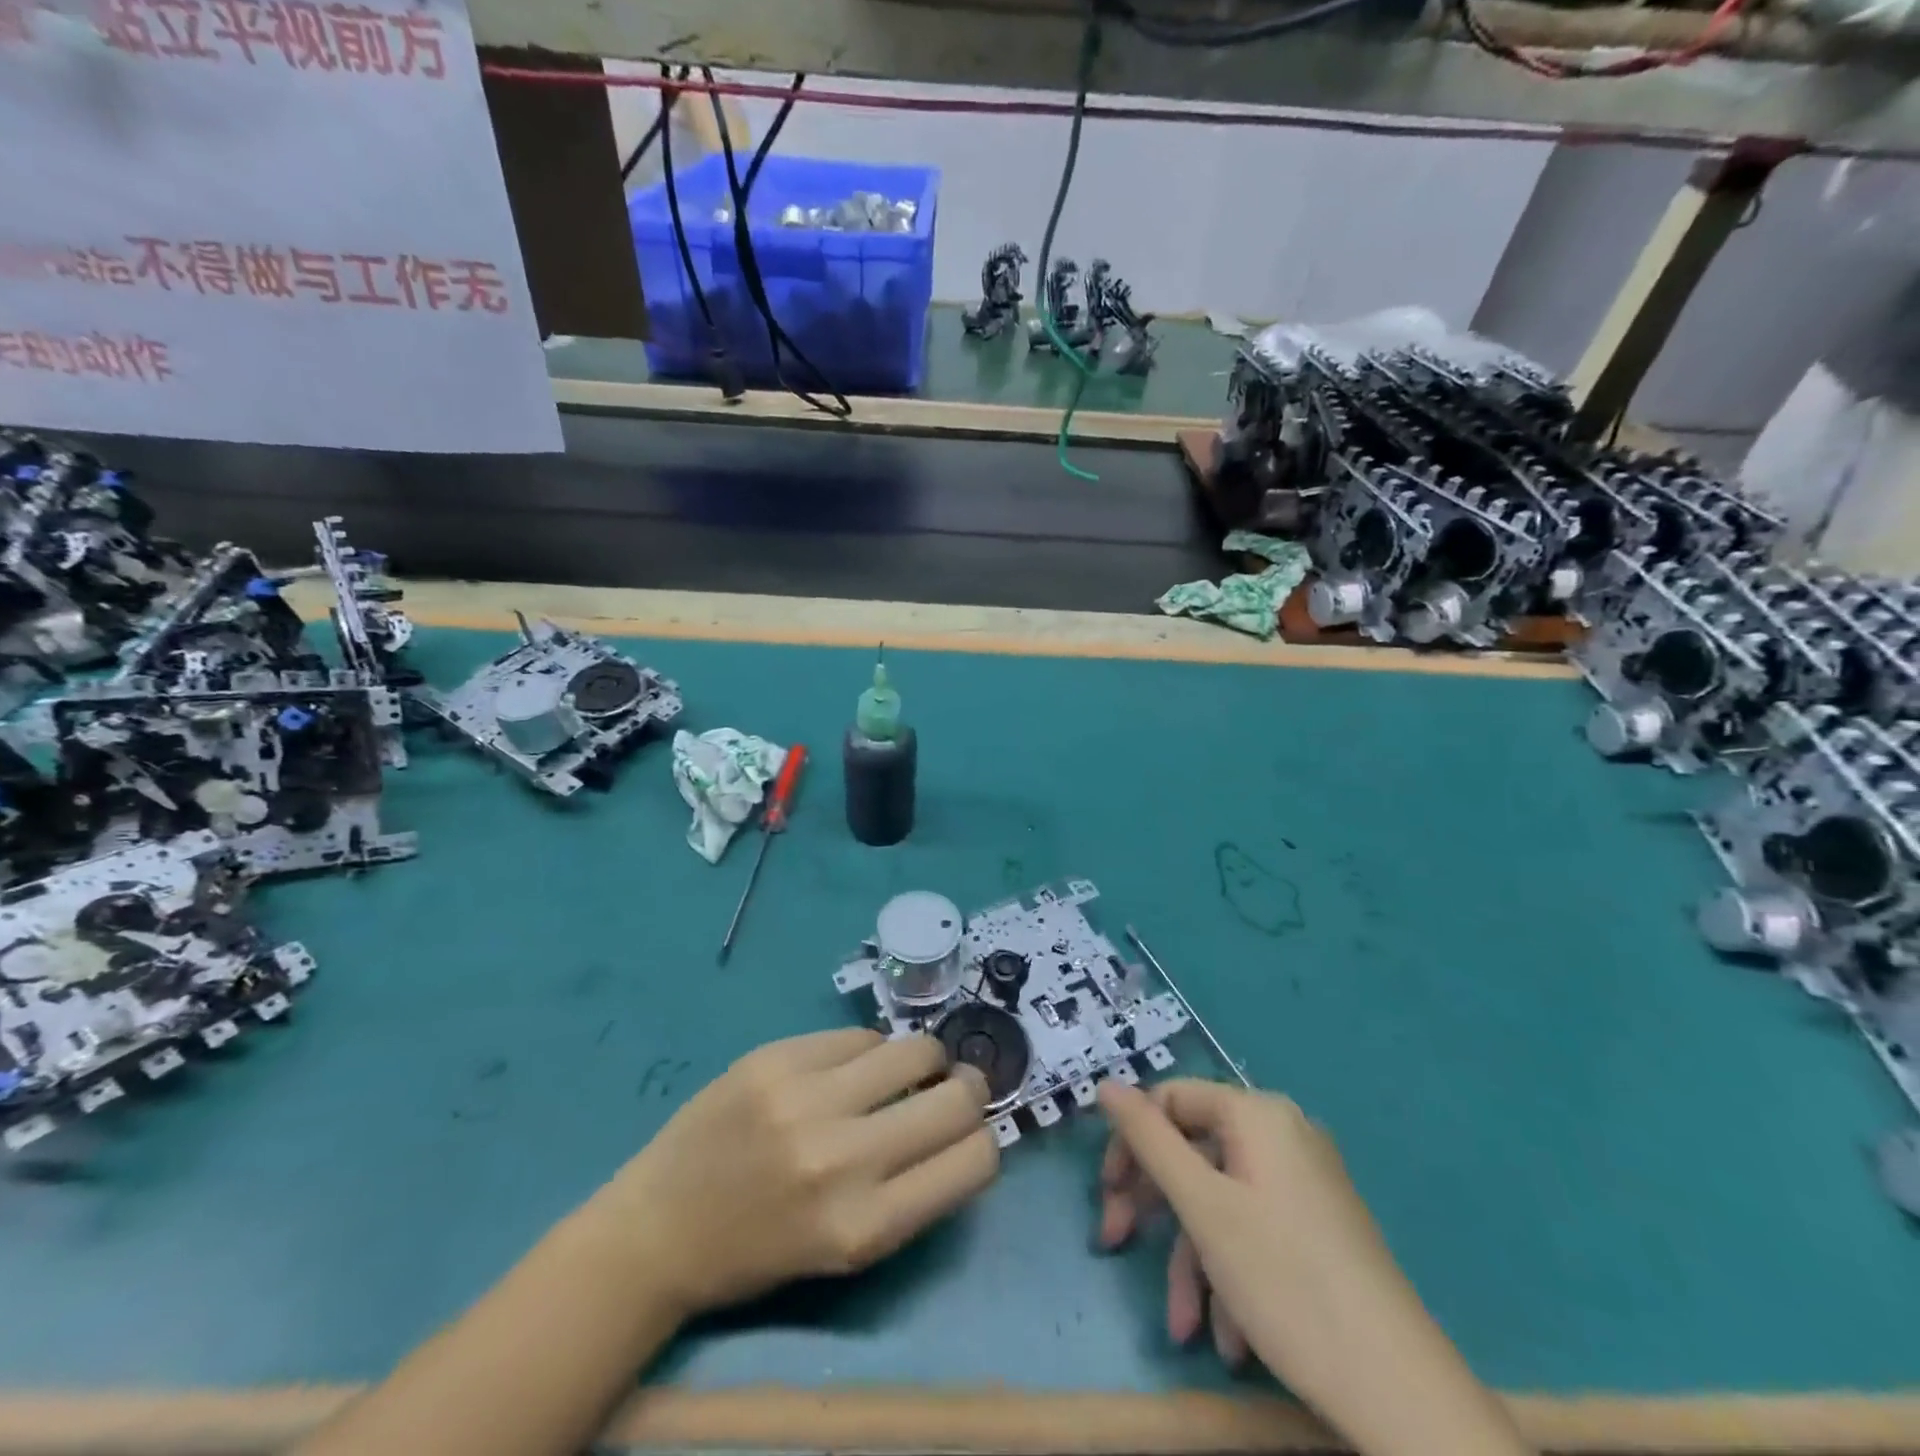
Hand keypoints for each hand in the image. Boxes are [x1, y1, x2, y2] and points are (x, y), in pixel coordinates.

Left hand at [592, 1029, 998, 1319]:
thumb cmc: (760, 1249)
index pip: (975, 1159)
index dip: (984, 1139)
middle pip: (957, 1097)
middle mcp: (844, 1159)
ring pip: (916, 1048)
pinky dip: (867, 1050)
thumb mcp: (848, 1248)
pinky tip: (845, 1068)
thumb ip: (912, 1190)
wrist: (659, 1227)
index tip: (969, 1132)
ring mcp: (807, 1099)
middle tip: (950, 1087)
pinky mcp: (777, 1056)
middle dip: (967, 1088)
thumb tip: (966, 1121)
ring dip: (922, 1058)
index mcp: (866, 1227)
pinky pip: (860, 1034)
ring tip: (899, 1070)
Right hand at [1098, 1078, 1388, 1376]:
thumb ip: (1148, 1138)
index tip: (1107, 1192)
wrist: (1400, 1391)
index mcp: (1257, 1114)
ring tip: (1182, 1326)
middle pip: (1193, 1151)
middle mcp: (1282, 1135)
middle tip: (1115, 1243)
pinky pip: (1253, 1229)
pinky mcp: (1317, 1226)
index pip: (1170, 1099)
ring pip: (1220, 1201)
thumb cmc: (1286, 1280)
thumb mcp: (1202, 1206)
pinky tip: (1227, 1337)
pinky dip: (1229, 1274)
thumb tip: (1106, 1084)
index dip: (1131, 1141)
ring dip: (1191, 1260)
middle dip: (1153, 1205)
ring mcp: (1304, 1182)